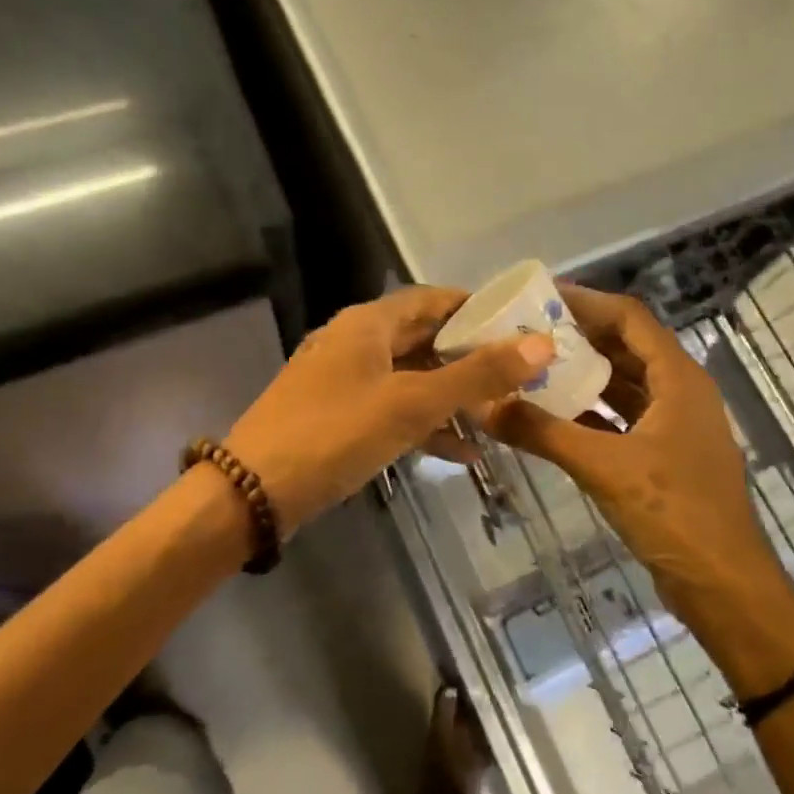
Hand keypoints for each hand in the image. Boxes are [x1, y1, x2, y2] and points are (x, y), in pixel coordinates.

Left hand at [225, 287, 553, 538]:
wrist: (252, 494)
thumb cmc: (334, 434)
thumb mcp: (411, 404)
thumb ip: (477, 376)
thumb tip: (541, 344)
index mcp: (368, 323)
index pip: (433, 299)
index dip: (476, 308)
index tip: (520, 324)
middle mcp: (355, 343)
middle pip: (424, 339)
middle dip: (470, 357)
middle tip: (520, 373)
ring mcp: (344, 381)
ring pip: (411, 378)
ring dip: (453, 396)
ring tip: (502, 414)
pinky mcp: (338, 417)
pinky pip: (393, 410)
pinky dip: (426, 424)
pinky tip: (464, 452)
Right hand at [487, 286, 793, 691]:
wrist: (724, 586)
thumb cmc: (674, 513)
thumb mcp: (605, 468)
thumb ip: (543, 433)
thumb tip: (485, 405)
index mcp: (678, 379)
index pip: (630, 319)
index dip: (587, 302)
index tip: (541, 298)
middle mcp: (680, 393)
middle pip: (627, 347)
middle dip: (580, 337)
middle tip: (527, 333)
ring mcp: (675, 426)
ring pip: (624, 385)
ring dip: (584, 376)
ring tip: (534, 368)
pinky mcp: (665, 457)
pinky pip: (623, 419)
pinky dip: (591, 414)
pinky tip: (553, 417)